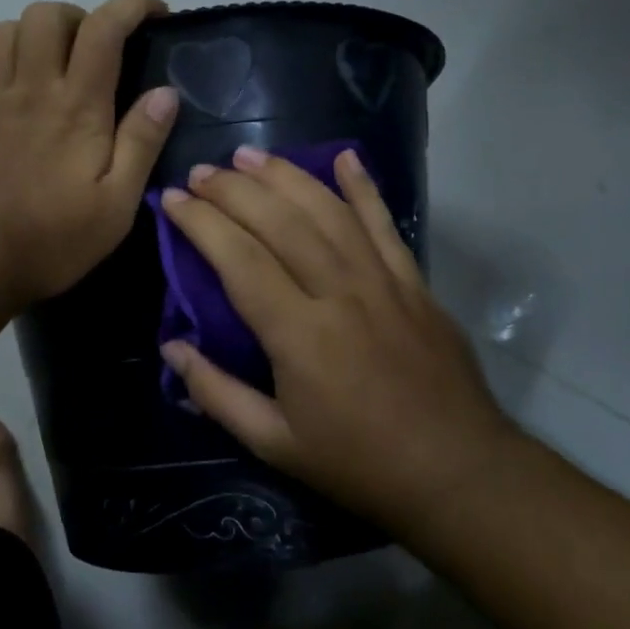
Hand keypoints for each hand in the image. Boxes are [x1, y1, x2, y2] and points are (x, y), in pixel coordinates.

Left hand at [0, 0, 178, 309]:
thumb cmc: (52, 240)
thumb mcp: (117, 205)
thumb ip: (141, 143)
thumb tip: (166, 91)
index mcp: (77, 107)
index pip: (103, 28)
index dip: (131, 6)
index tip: (154, 14)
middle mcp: (32, 91)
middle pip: (45, 16)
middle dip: (77, 17)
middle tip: (96, 52)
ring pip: (3, 33)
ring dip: (33, 35)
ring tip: (52, 65)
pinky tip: (5, 90)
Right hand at [157, 146, 520, 525]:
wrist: (457, 472)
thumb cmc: (358, 463)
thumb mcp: (274, 444)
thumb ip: (217, 394)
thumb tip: (172, 347)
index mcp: (300, 335)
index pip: (240, 260)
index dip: (202, 224)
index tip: (173, 200)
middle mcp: (340, 293)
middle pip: (281, 223)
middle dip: (236, 190)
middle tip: (202, 172)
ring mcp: (383, 282)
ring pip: (328, 212)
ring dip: (286, 176)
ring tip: (250, 156)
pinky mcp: (414, 283)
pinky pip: (385, 224)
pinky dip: (364, 188)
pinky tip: (344, 158)